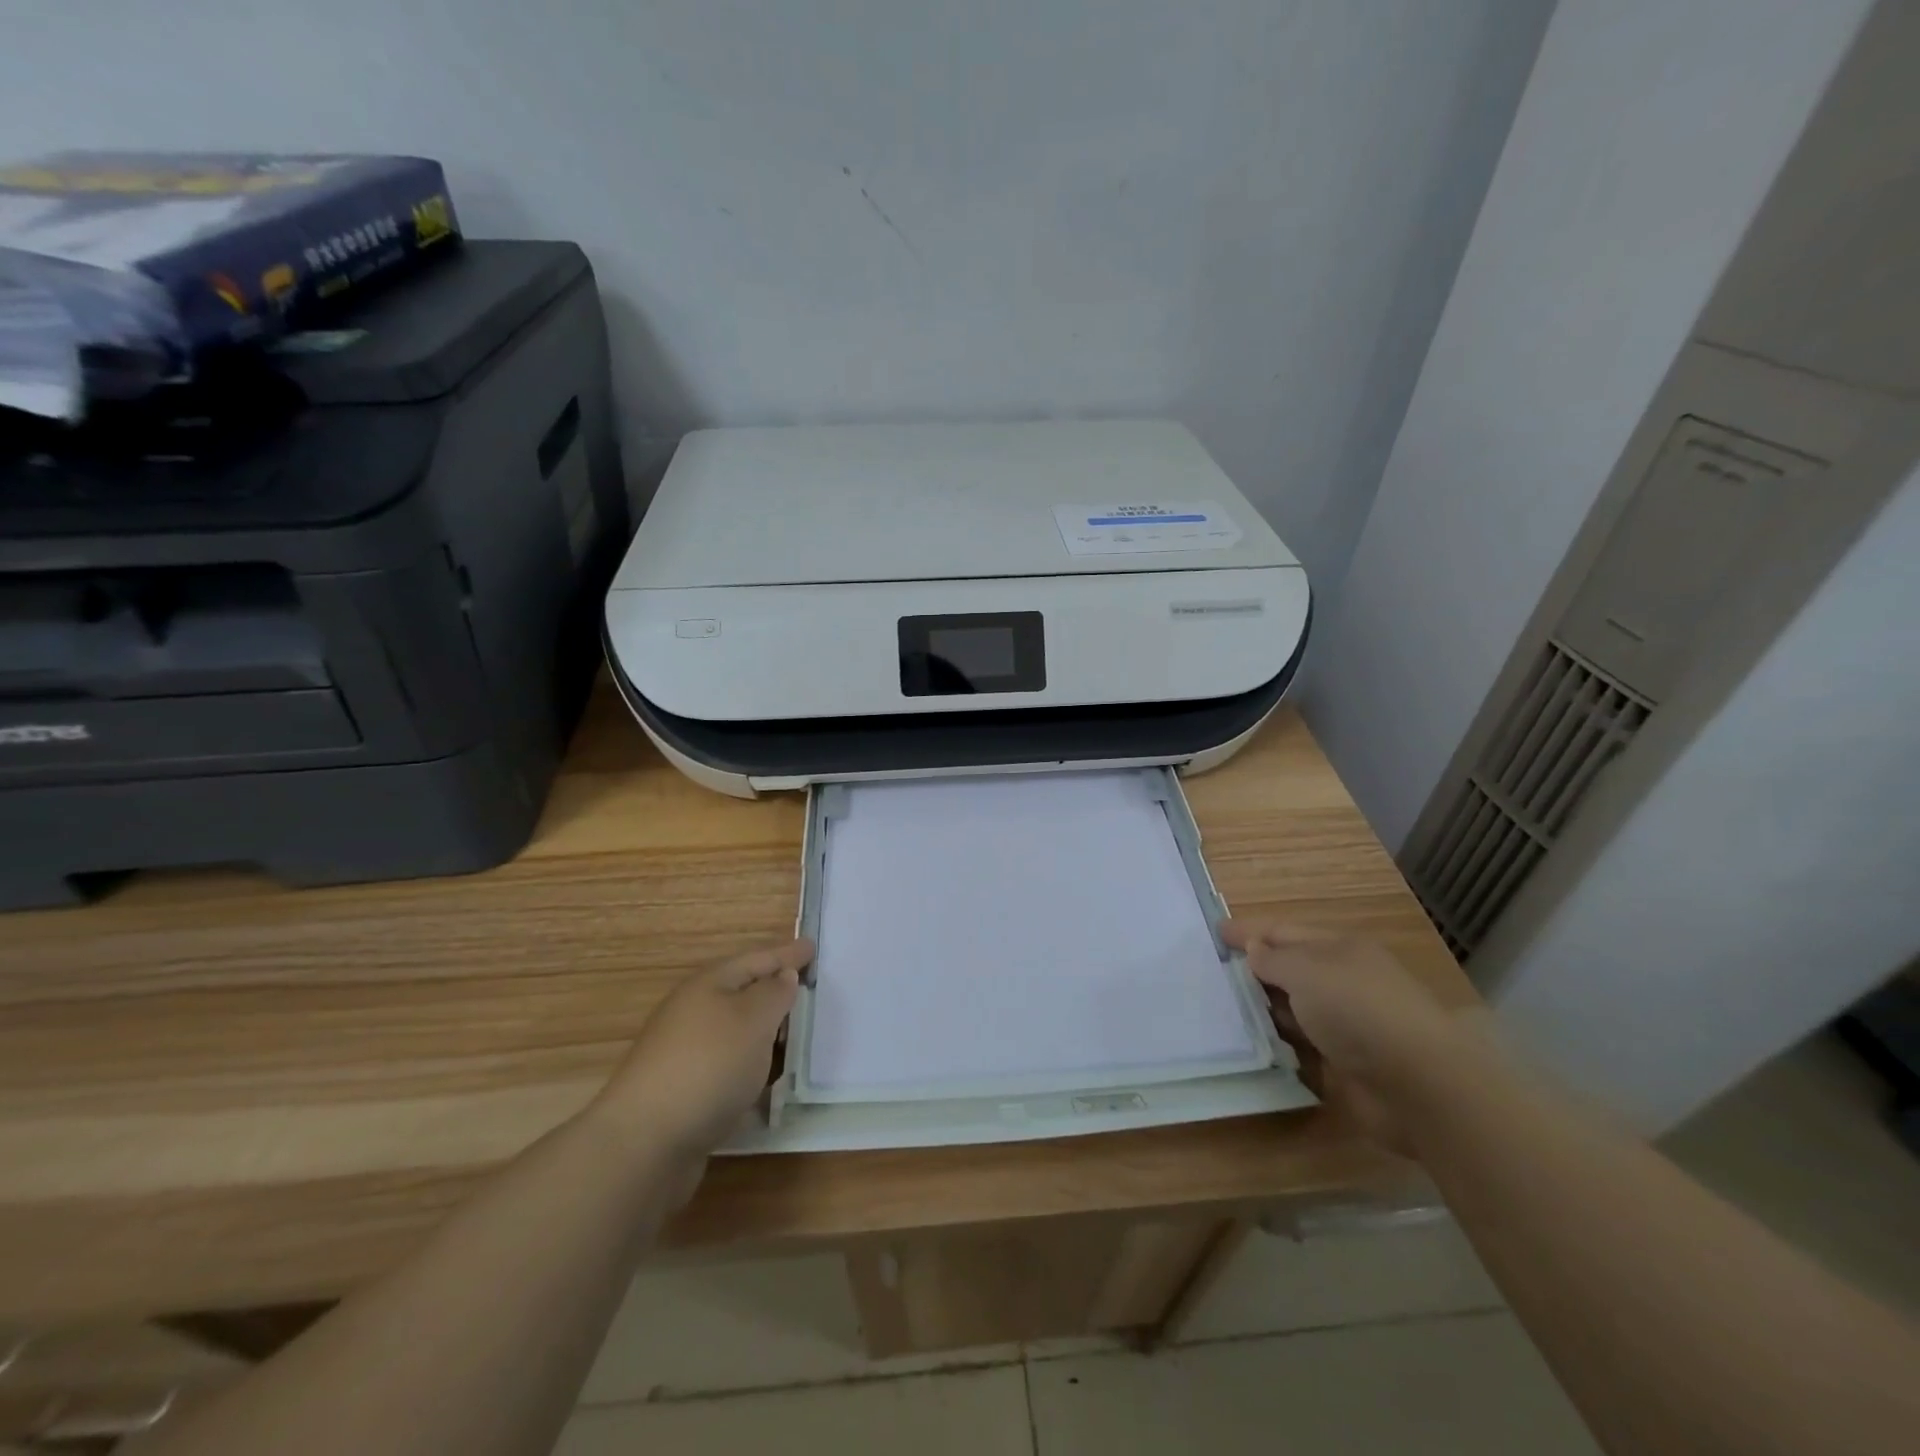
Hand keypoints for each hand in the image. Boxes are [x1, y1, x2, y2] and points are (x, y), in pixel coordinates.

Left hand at [594, 939, 812, 1164]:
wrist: (644, 1143)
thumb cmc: (708, 1065)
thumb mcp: (753, 1019)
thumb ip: (774, 993)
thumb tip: (783, 976)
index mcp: (708, 985)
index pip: (756, 959)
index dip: (787, 954)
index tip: (813, 946)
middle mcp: (693, 1011)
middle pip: (742, 991)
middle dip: (775, 988)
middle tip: (808, 988)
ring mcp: (685, 1052)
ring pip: (735, 1029)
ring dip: (764, 1029)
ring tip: (794, 1033)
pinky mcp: (684, 1089)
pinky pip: (729, 1063)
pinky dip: (751, 1063)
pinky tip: (766, 1077)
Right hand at [1223, 920, 1465, 1153]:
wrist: (1419, 1086)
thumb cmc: (1358, 1010)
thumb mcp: (1306, 970)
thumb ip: (1273, 959)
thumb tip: (1254, 949)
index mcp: (1338, 949)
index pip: (1284, 932)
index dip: (1248, 932)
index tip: (1214, 933)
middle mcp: (1342, 981)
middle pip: (1288, 969)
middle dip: (1252, 970)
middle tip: (1208, 973)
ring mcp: (1345, 1024)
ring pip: (1292, 1008)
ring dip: (1261, 1008)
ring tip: (1219, 1008)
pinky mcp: (1344, 1064)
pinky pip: (1300, 1046)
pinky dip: (1277, 1043)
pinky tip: (1249, 1044)